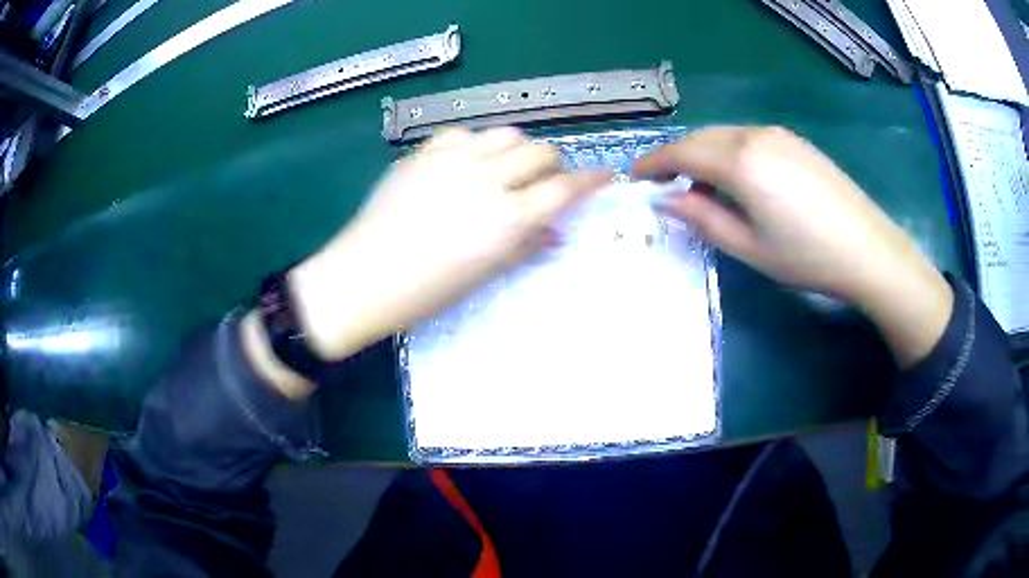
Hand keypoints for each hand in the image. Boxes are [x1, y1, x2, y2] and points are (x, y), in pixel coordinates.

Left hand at [288, 127, 611, 360]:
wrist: (365, 276)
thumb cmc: (428, 290)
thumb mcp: (485, 274)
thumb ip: (526, 246)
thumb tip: (555, 232)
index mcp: (506, 217)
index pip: (565, 187)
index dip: (592, 179)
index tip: (605, 175)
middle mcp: (486, 178)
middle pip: (540, 151)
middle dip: (553, 164)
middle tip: (545, 182)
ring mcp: (453, 159)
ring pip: (506, 133)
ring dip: (518, 149)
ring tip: (507, 169)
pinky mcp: (424, 153)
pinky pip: (464, 133)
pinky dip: (477, 145)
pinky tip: (467, 163)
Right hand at [633, 126, 951, 366]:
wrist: (868, 249)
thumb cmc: (807, 257)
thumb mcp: (749, 247)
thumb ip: (703, 218)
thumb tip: (666, 199)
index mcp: (740, 162)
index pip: (682, 153)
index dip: (653, 164)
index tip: (635, 179)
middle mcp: (754, 135)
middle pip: (700, 137)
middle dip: (676, 158)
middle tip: (665, 187)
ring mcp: (778, 134)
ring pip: (724, 135)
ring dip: (703, 154)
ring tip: (701, 188)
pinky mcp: (794, 141)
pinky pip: (747, 137)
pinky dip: (729, 152)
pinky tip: (737, 180)